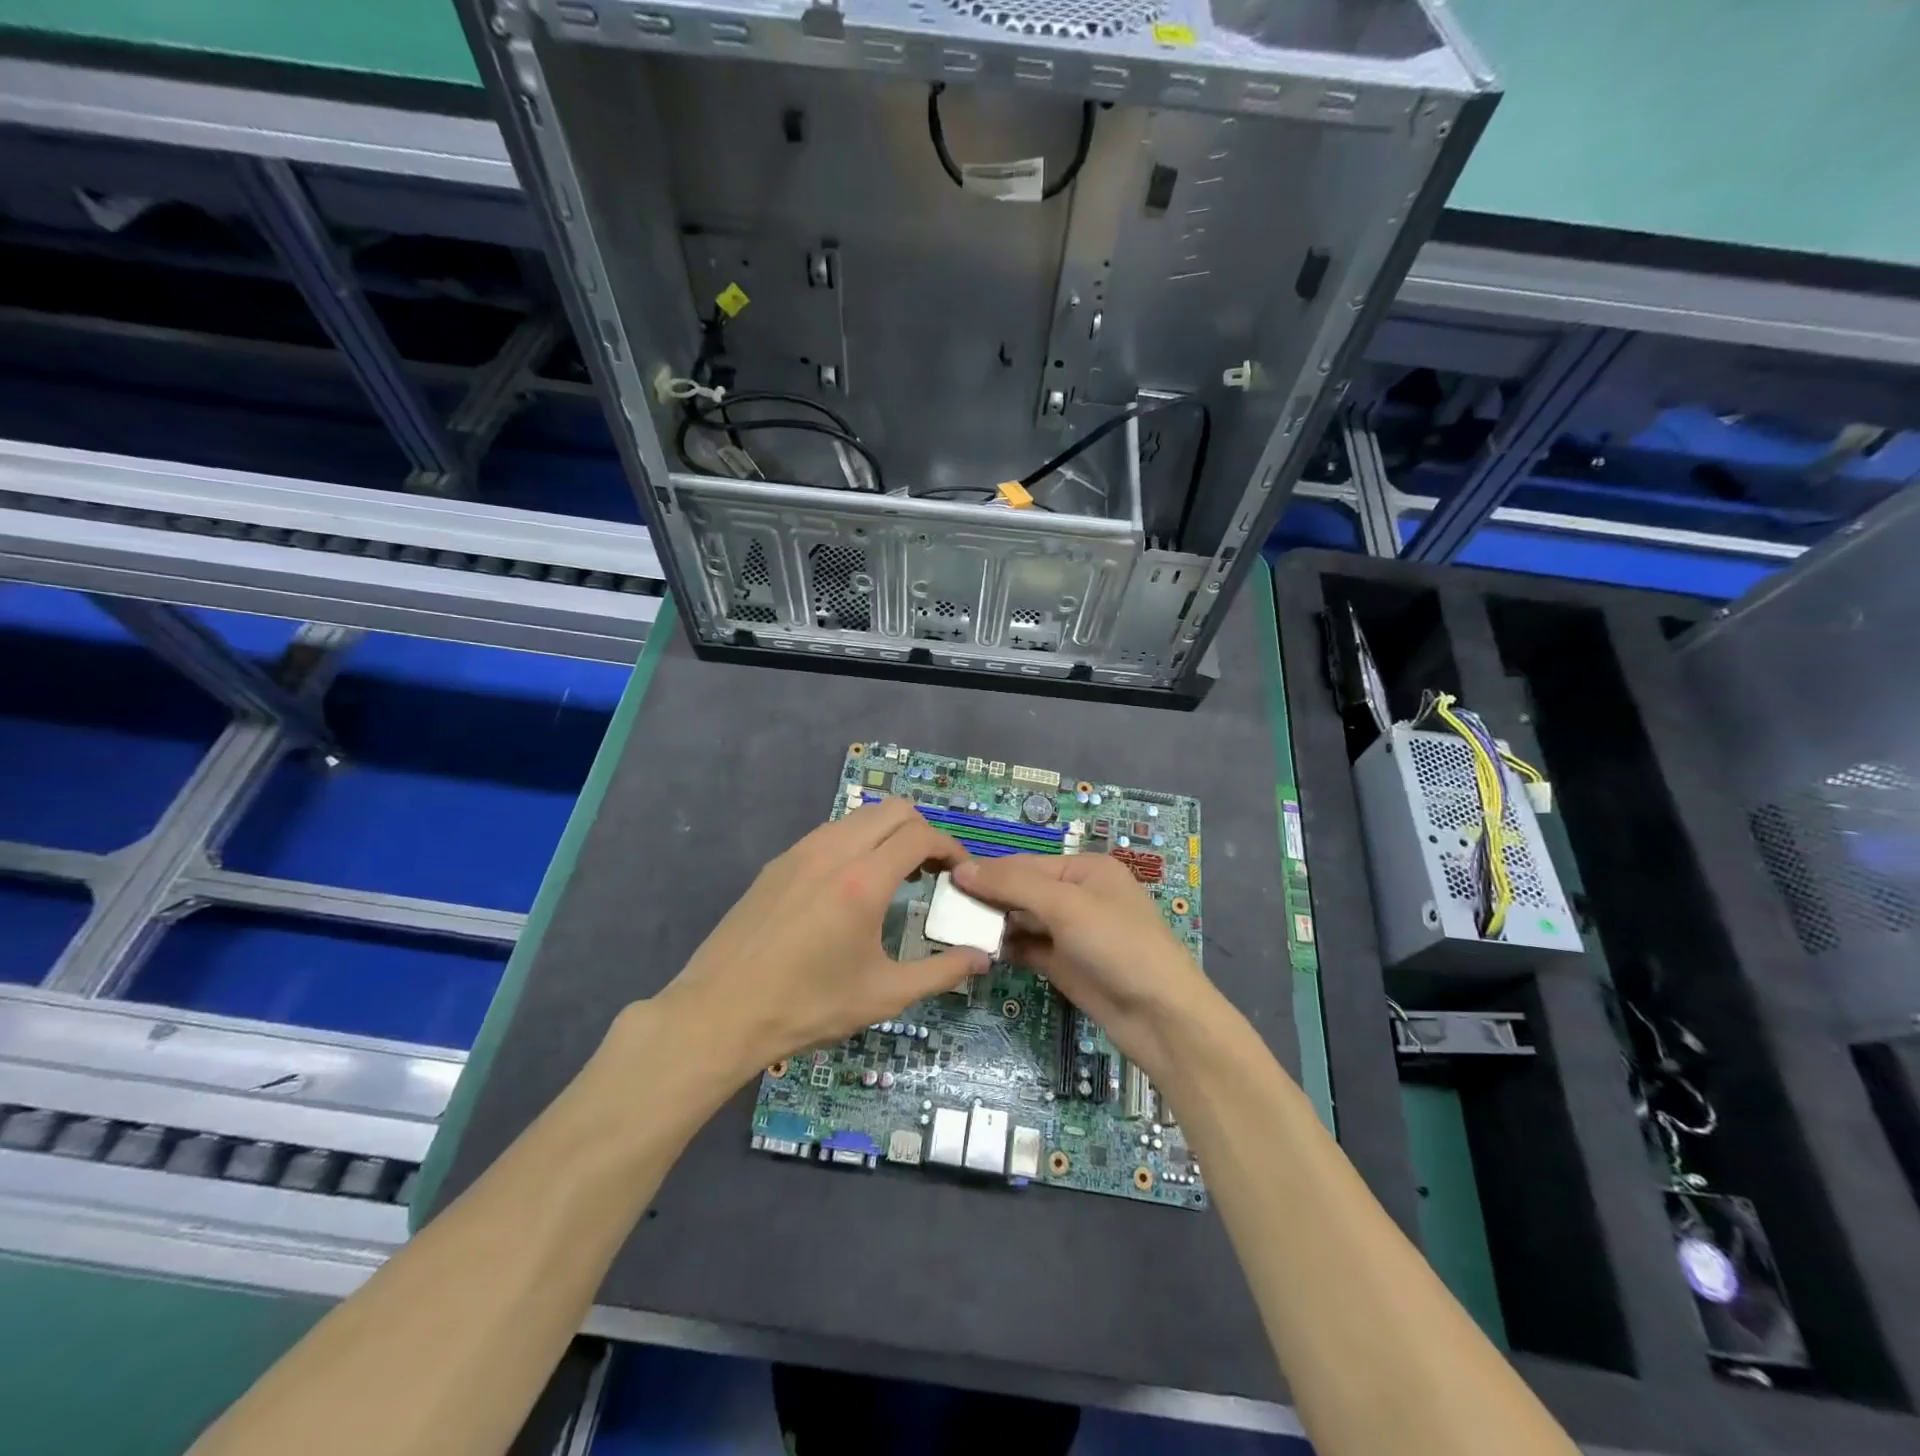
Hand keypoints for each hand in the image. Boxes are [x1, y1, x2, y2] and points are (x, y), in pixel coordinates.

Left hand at [653, 797, 989, 1086]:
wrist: (719, 1013)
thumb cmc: (807, 1007)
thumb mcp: (883, 996)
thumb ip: (940, 972)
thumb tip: (982, 956)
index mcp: (863, 880)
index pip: (921, 835)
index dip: (951, 848)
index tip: (961, 874)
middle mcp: (833, 851)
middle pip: (894, 810)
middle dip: (923, 832)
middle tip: (933, 872)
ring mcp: (800, 852)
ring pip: (860, 817)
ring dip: (888, 834)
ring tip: (897, 875)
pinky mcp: (778, 863)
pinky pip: (830, 833)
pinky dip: (857, 842)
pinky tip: (852, 885)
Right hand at [953, 854, 1221, 1083]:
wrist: (1161, 1018)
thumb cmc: (1118, 945)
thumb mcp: (1066, 905)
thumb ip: (1013, 884)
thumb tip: (962, 868)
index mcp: (1086, 869)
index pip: (1025, 864)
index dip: (988, 872)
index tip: (945, 881)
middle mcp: (1078, 896)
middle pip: (1023, 890)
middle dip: (989, 899)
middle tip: (944, 910)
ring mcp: (1072, 933)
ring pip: (1023, 920)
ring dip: (994, 925)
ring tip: (955, 930)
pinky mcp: (1066, 965)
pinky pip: (1029, 948)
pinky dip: (1007, 948)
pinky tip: (980, 951)